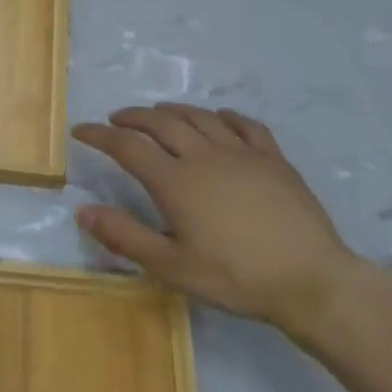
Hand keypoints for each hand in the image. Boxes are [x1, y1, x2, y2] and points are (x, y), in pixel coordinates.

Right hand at [72, 104, 363, 334]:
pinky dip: (225, 116)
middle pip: (161, 122)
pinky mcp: (274, 159)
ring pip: (200, 117)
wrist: (311, 281)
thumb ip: (124, 236)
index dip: (99, 136)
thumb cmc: (235, 278)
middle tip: (116, 120)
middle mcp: (204, 156)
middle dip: (133, 116)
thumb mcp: (171, 267)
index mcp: (175, 181)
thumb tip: (83, 210)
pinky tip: (219, 118)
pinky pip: (245, 125)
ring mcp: (243, 153)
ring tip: (158, 113)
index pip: (127, 146)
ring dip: (172, 111)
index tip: (81, 131)